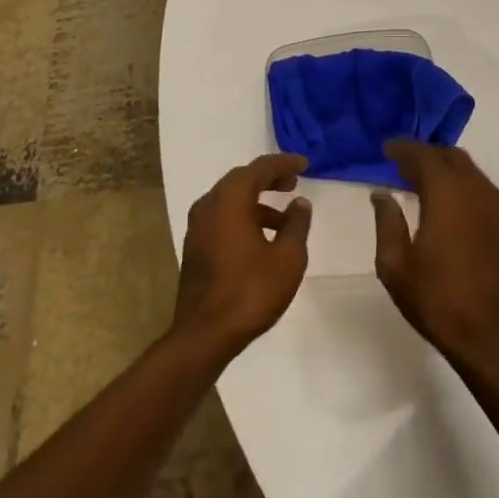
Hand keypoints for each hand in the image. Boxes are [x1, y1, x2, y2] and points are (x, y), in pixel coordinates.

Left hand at [172, 154, 312, 357]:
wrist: (205, 334)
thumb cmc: (250, 291)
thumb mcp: (287, 258)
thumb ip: (296, 224)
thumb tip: (300, 203)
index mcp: (230, 199)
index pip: (260, 168)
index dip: (284, 163)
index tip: (304, 164)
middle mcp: (209, 204)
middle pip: (242, 179)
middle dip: (269, 178)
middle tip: (293, 182)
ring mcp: (198, 225)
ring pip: (230, 199)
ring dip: (257, 200)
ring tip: (284, 218)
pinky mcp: (195, 246)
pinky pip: (222, 216)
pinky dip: (243, 216)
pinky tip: (262, 239)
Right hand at [372, 141, 498, 370]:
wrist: (491, 337)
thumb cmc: (437, 300)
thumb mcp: (395, 266)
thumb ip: (387, 223)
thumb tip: (382, 194)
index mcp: (446, 194)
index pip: (423, 155)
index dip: (403, 148)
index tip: (386, 149)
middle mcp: (475, 190)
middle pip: (450, 156)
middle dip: (425, 155)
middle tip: (402, 165)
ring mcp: (496, 207)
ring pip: (469, 170)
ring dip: (445, 169)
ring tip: (422, 183)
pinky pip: (482, 189)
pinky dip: (462, 185)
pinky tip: (449, 205)